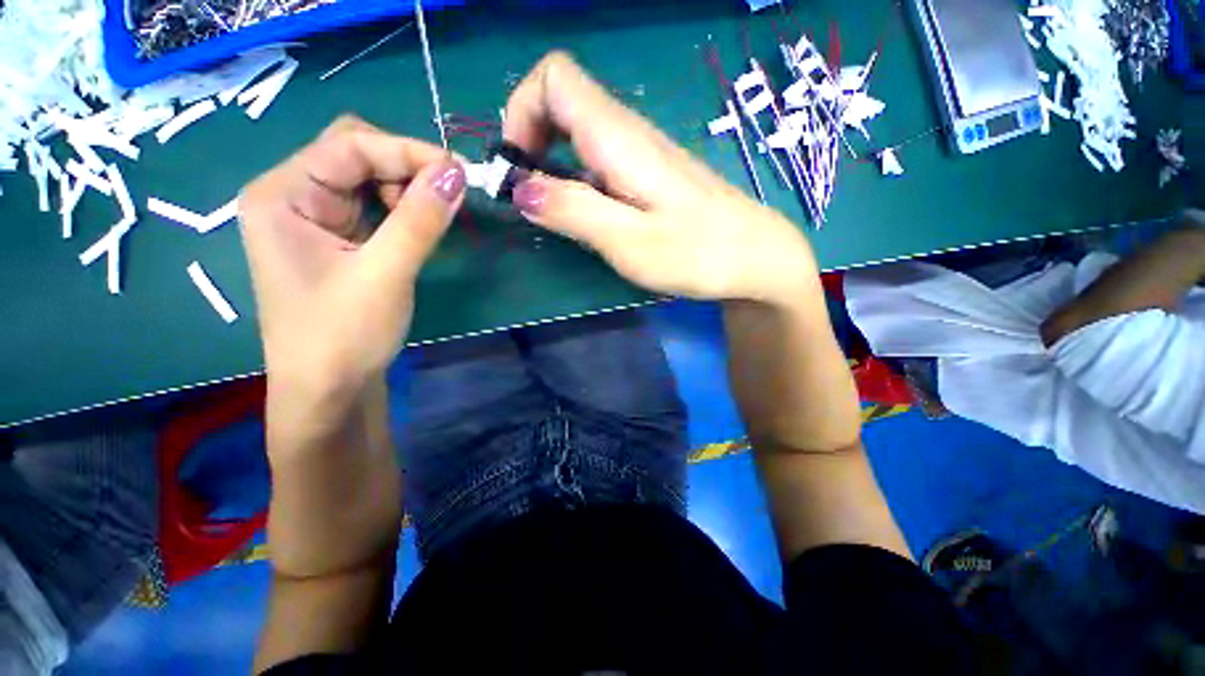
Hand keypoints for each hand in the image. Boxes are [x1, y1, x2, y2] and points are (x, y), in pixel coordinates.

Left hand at [239, 116, 465, 422]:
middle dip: (406, 169)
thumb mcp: (385, 275)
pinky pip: (373, 207)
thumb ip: (419, 220)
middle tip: (450, 197)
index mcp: (281, 195)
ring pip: (367, 179)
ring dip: (407, 191)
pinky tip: (418, 228)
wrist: (329, 391)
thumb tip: (457, 173)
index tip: (460, 173)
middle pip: (355, 154)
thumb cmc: (343, 336)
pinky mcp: (336, 240)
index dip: (407, 151)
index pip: (349, 144)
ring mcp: (313, 219)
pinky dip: (402, 211)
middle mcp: (291, 196)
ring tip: (433, 219)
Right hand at [503, 52, 815, 304]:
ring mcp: (642, 153)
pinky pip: (600, 160)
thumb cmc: (698, 254)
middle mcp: (629, 132)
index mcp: (620, 138)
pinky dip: (578, 180)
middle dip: (531, 140)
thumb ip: (573, 211)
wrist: (756, 258)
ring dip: (553, 165)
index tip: (518, 165)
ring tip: (556, 213)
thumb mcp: (629, 242)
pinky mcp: (651, 174)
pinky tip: (590, 215)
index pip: (554, 77)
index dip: (522, 109)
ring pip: (580, 133)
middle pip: (562, 101)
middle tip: (531, 196)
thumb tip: (520, 189)